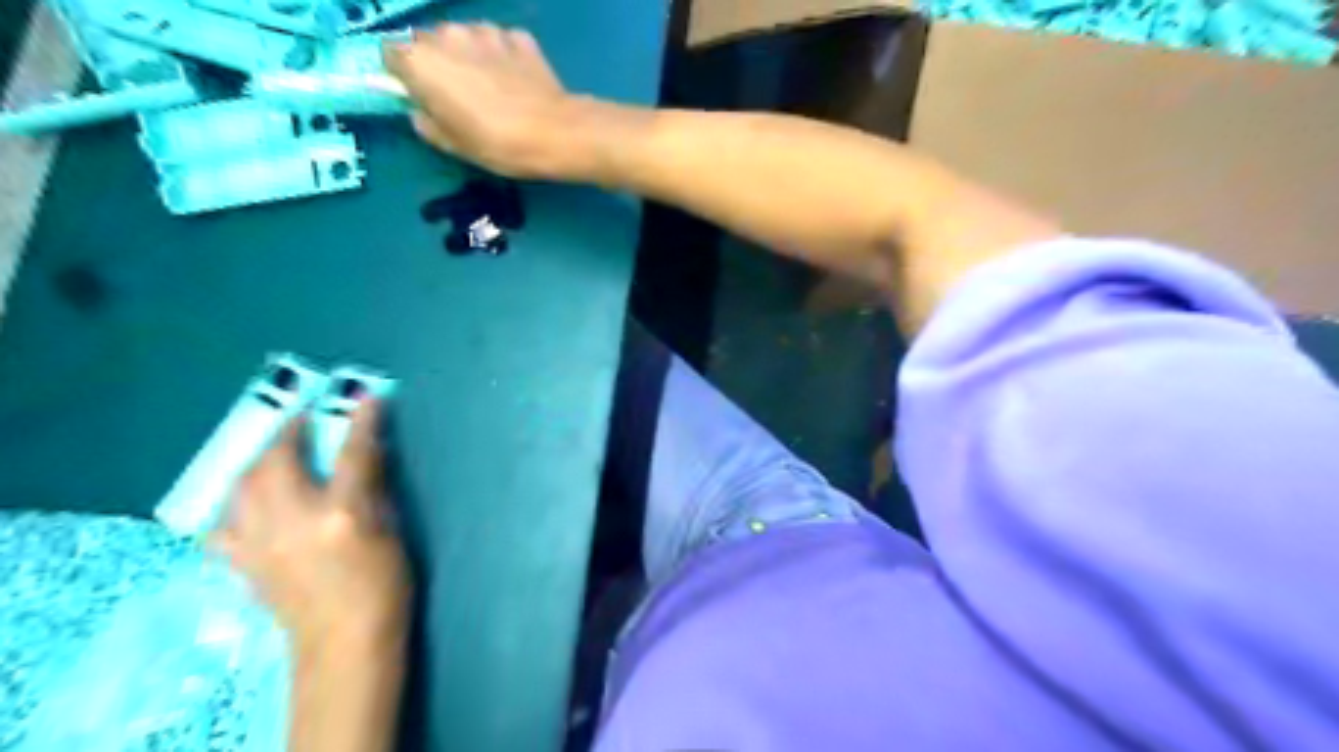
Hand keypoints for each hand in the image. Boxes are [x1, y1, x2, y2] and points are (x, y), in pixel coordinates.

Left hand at [205, 400, 407, 658]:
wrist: (344, 643)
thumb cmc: (383, 586)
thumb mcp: (390, 531)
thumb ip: (373, 489)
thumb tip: (367, 455)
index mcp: (342, 515)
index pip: (353, 454)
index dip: (362, 421)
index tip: (366, 396)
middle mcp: (293, 522)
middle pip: (278, 460)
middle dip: (290, 430)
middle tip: (305, 418)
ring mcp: (260, 542)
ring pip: (243, 484)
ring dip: (258, 459)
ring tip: (274, 450)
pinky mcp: (241, 562)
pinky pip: (222, 522)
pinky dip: (234, 503)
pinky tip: (246, 500)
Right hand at [385, 21, 599, 179]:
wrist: (554, 133)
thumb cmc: (496, 143)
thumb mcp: (452, 145)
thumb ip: (425, 122)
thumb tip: (421, 110)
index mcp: (420, 60)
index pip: (391, 54)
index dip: (404, 75)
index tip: (420, 96)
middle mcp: (447, 34)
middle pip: (428, 42)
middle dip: (437, 64)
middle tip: (458, 97)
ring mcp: (485, 30)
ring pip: (464, 38)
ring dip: (470, 57)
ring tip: (492, 90)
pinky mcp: (518, 36)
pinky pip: (500, 44)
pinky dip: (502, 58)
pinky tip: (517, 84)